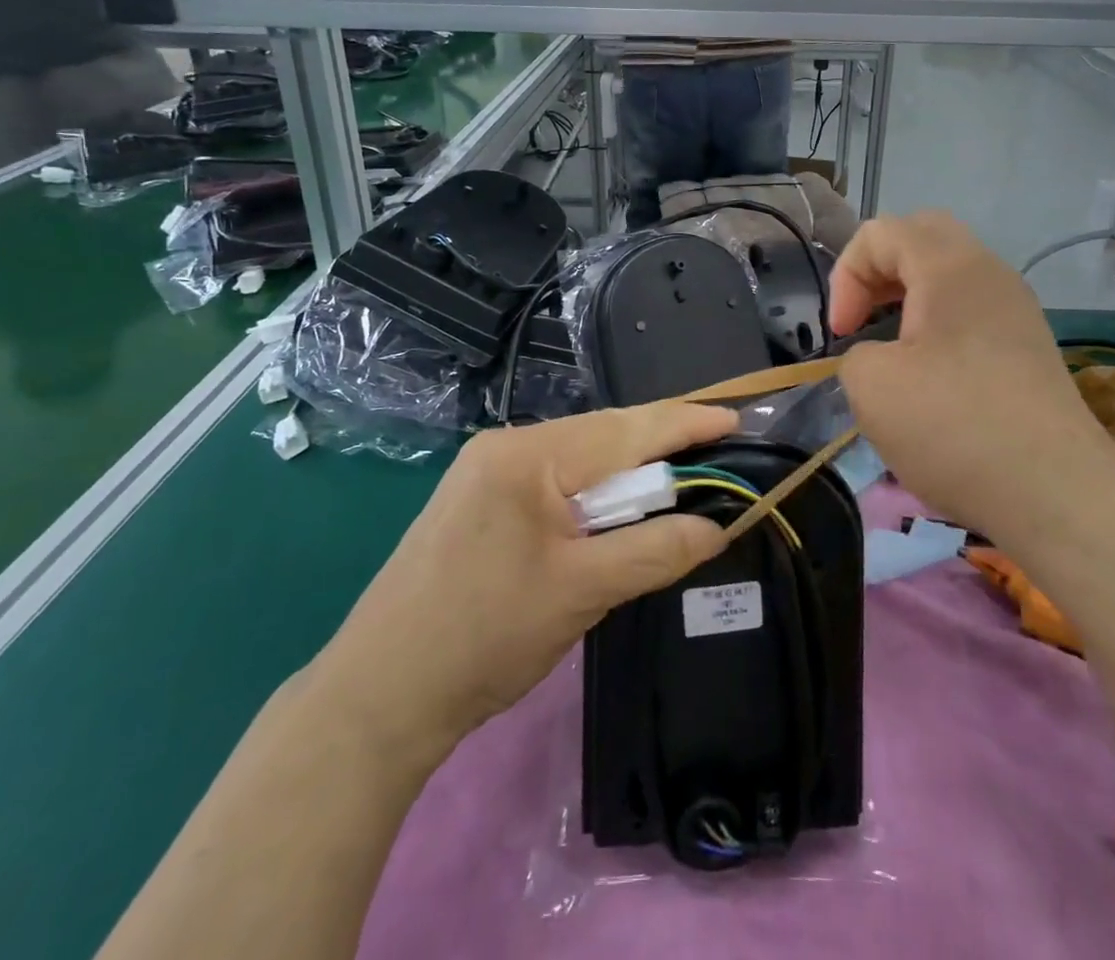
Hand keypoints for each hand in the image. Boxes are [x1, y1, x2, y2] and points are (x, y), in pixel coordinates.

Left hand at [309, 402, 735, 755]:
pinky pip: (556, 478)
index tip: (737, 419)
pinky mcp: (480, 499)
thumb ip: (656, 550)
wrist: (378, 696)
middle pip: (604, 435)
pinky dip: (596, 491)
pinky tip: (616, 507)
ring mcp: (487, 470)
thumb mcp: (582, 592)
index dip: (686, 422)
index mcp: (529, 455)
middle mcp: (506, 446)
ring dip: (629, 471)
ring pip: (581, 457)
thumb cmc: (484, 637)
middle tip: (716, 447)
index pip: (627, 429)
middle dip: (661, 443)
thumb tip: (718, 525)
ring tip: (677, 478)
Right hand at [829, 212, 1114, 538]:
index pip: (881, 233)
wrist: (1059, 494)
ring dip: (910, 297)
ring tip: (892, 346)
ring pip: (952, 273)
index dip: (846, 276)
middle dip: (880, 270)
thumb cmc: (956, 427)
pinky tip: (931, 375)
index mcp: (950, 267)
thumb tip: (881, 358)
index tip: (842, 334)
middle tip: (864, 317)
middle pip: (924, 237)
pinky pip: (974, 309)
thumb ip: (857, 353)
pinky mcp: (1031, 348)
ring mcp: (1018, 310)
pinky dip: (940, 324)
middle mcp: (990, 273)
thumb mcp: (872, 387)